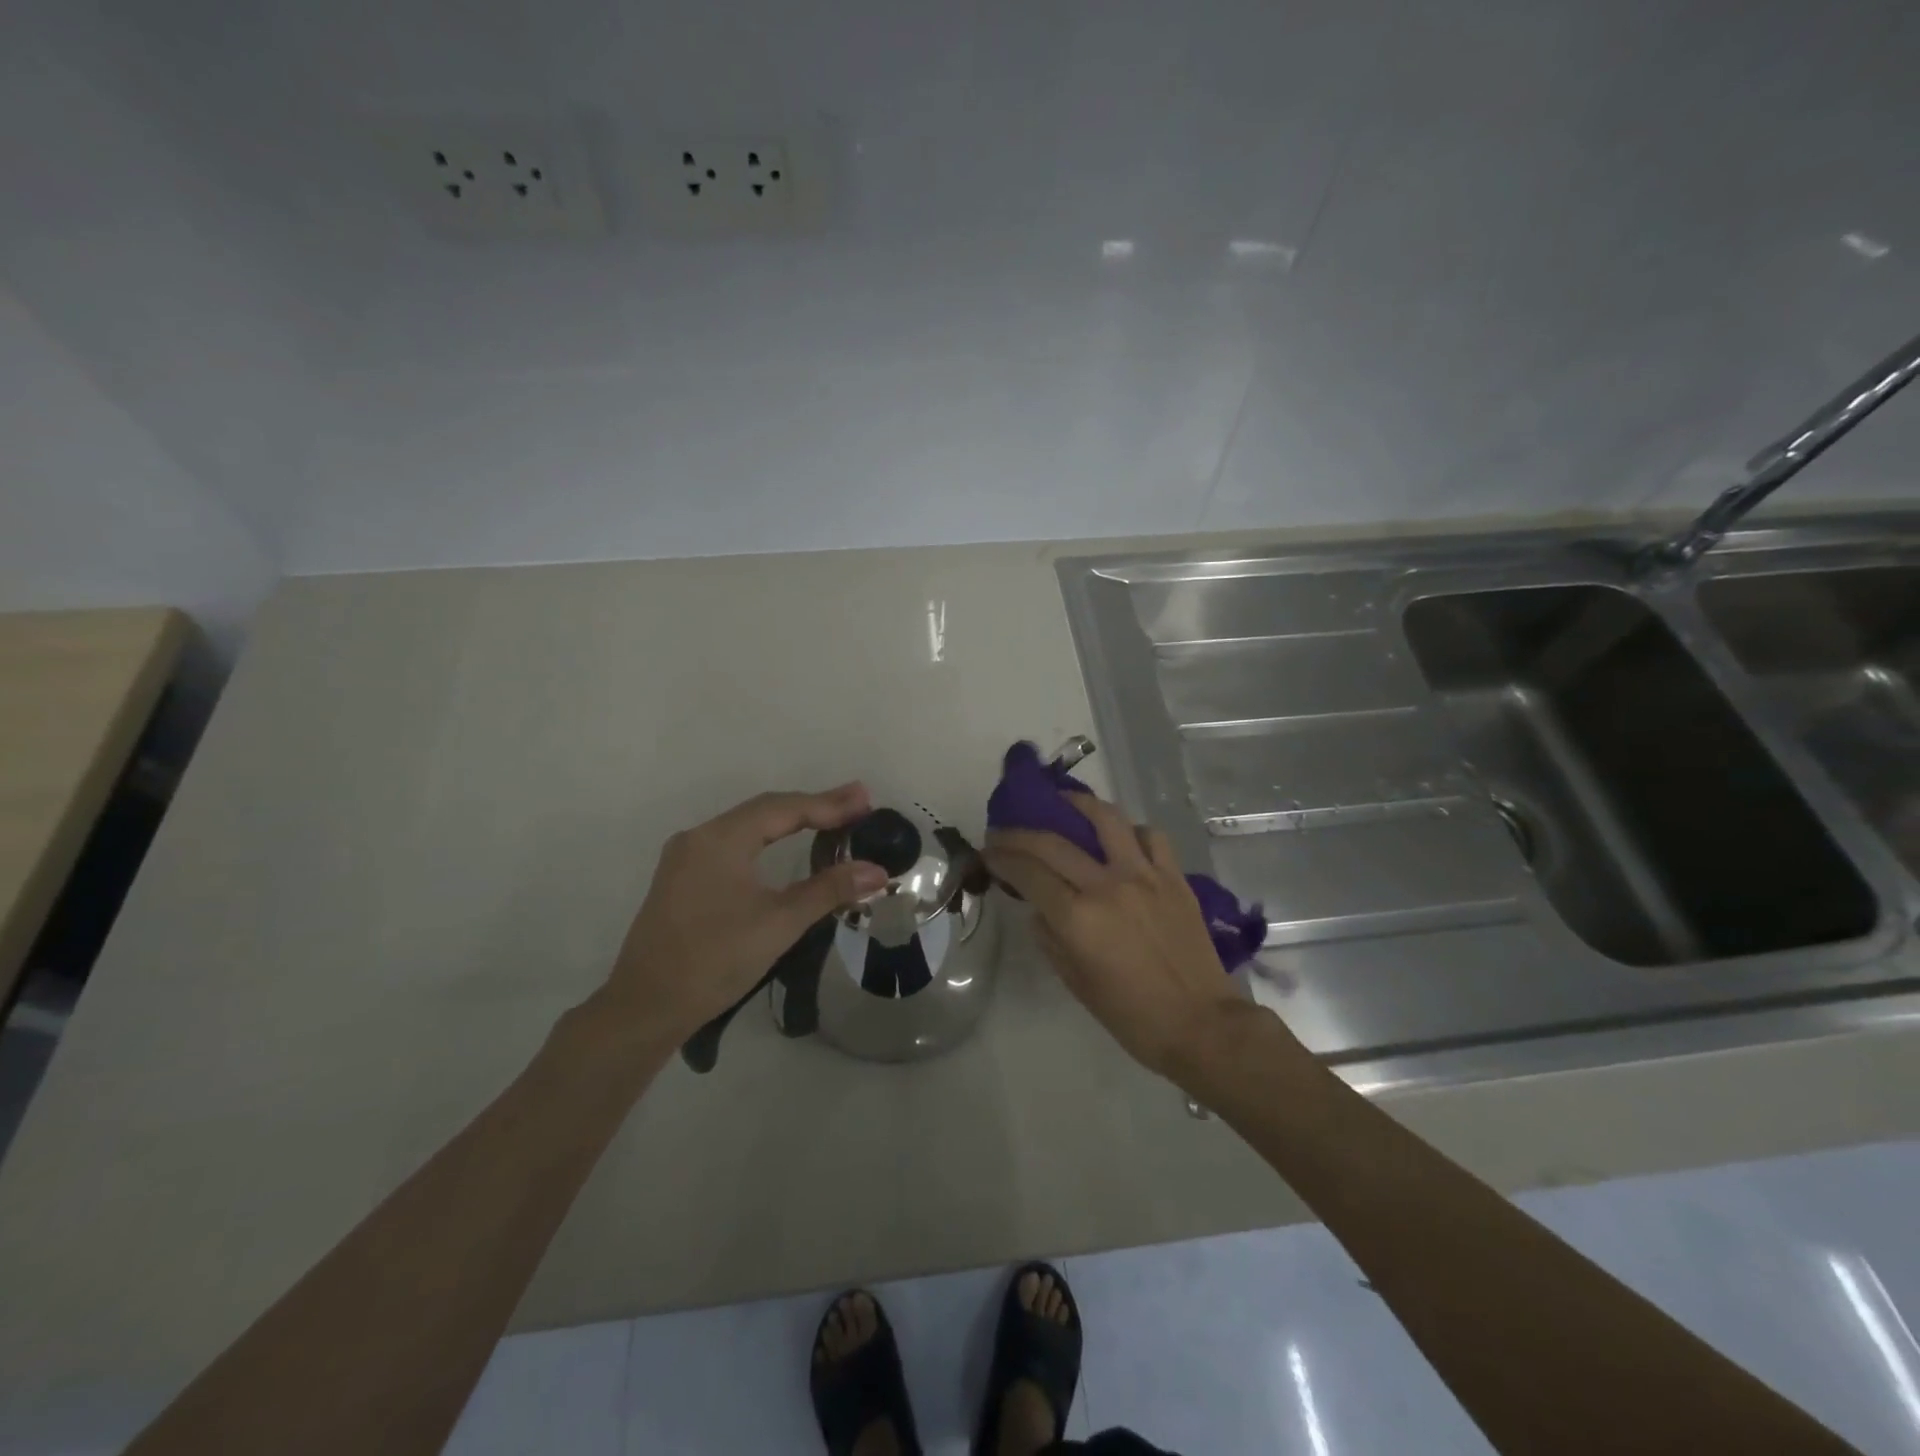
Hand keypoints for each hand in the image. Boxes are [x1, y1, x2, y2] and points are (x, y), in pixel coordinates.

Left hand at [598, 784, 888, 1046]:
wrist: (645, 1008)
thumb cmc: (714, 960)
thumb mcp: (779, 923)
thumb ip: (828, 890)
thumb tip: (877, 871)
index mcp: (720, 839)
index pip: (784, 809)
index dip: (828, 803)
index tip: (866, 799)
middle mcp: (700, 837)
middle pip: (765, 811)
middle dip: (813, 807)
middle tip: (857, 804)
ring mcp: (686, 857)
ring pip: (748, 827)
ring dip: (790, 821)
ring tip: (832, 819)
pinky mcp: (683, 878)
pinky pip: (733, 845)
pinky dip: (767, 840)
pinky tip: (786, 845)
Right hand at [987, 792, 1244, 1080]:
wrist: (1201, 1025)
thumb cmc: (1132, 1016)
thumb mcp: (1076, 983)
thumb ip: (1050, 938)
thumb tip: (1039, 908)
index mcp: (1078, 918)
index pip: (1028, 873)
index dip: (1002, 858)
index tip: (988, 852)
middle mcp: (1107, 886)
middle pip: (1053, 842)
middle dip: (1020, 834)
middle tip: (1005, 833)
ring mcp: (1145, 876)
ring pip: (1107, 819)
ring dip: (1077, 804)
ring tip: (1063, 802)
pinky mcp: (1174, 877)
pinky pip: (1150, 836)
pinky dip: (1130, 830)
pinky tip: (1121, 838)